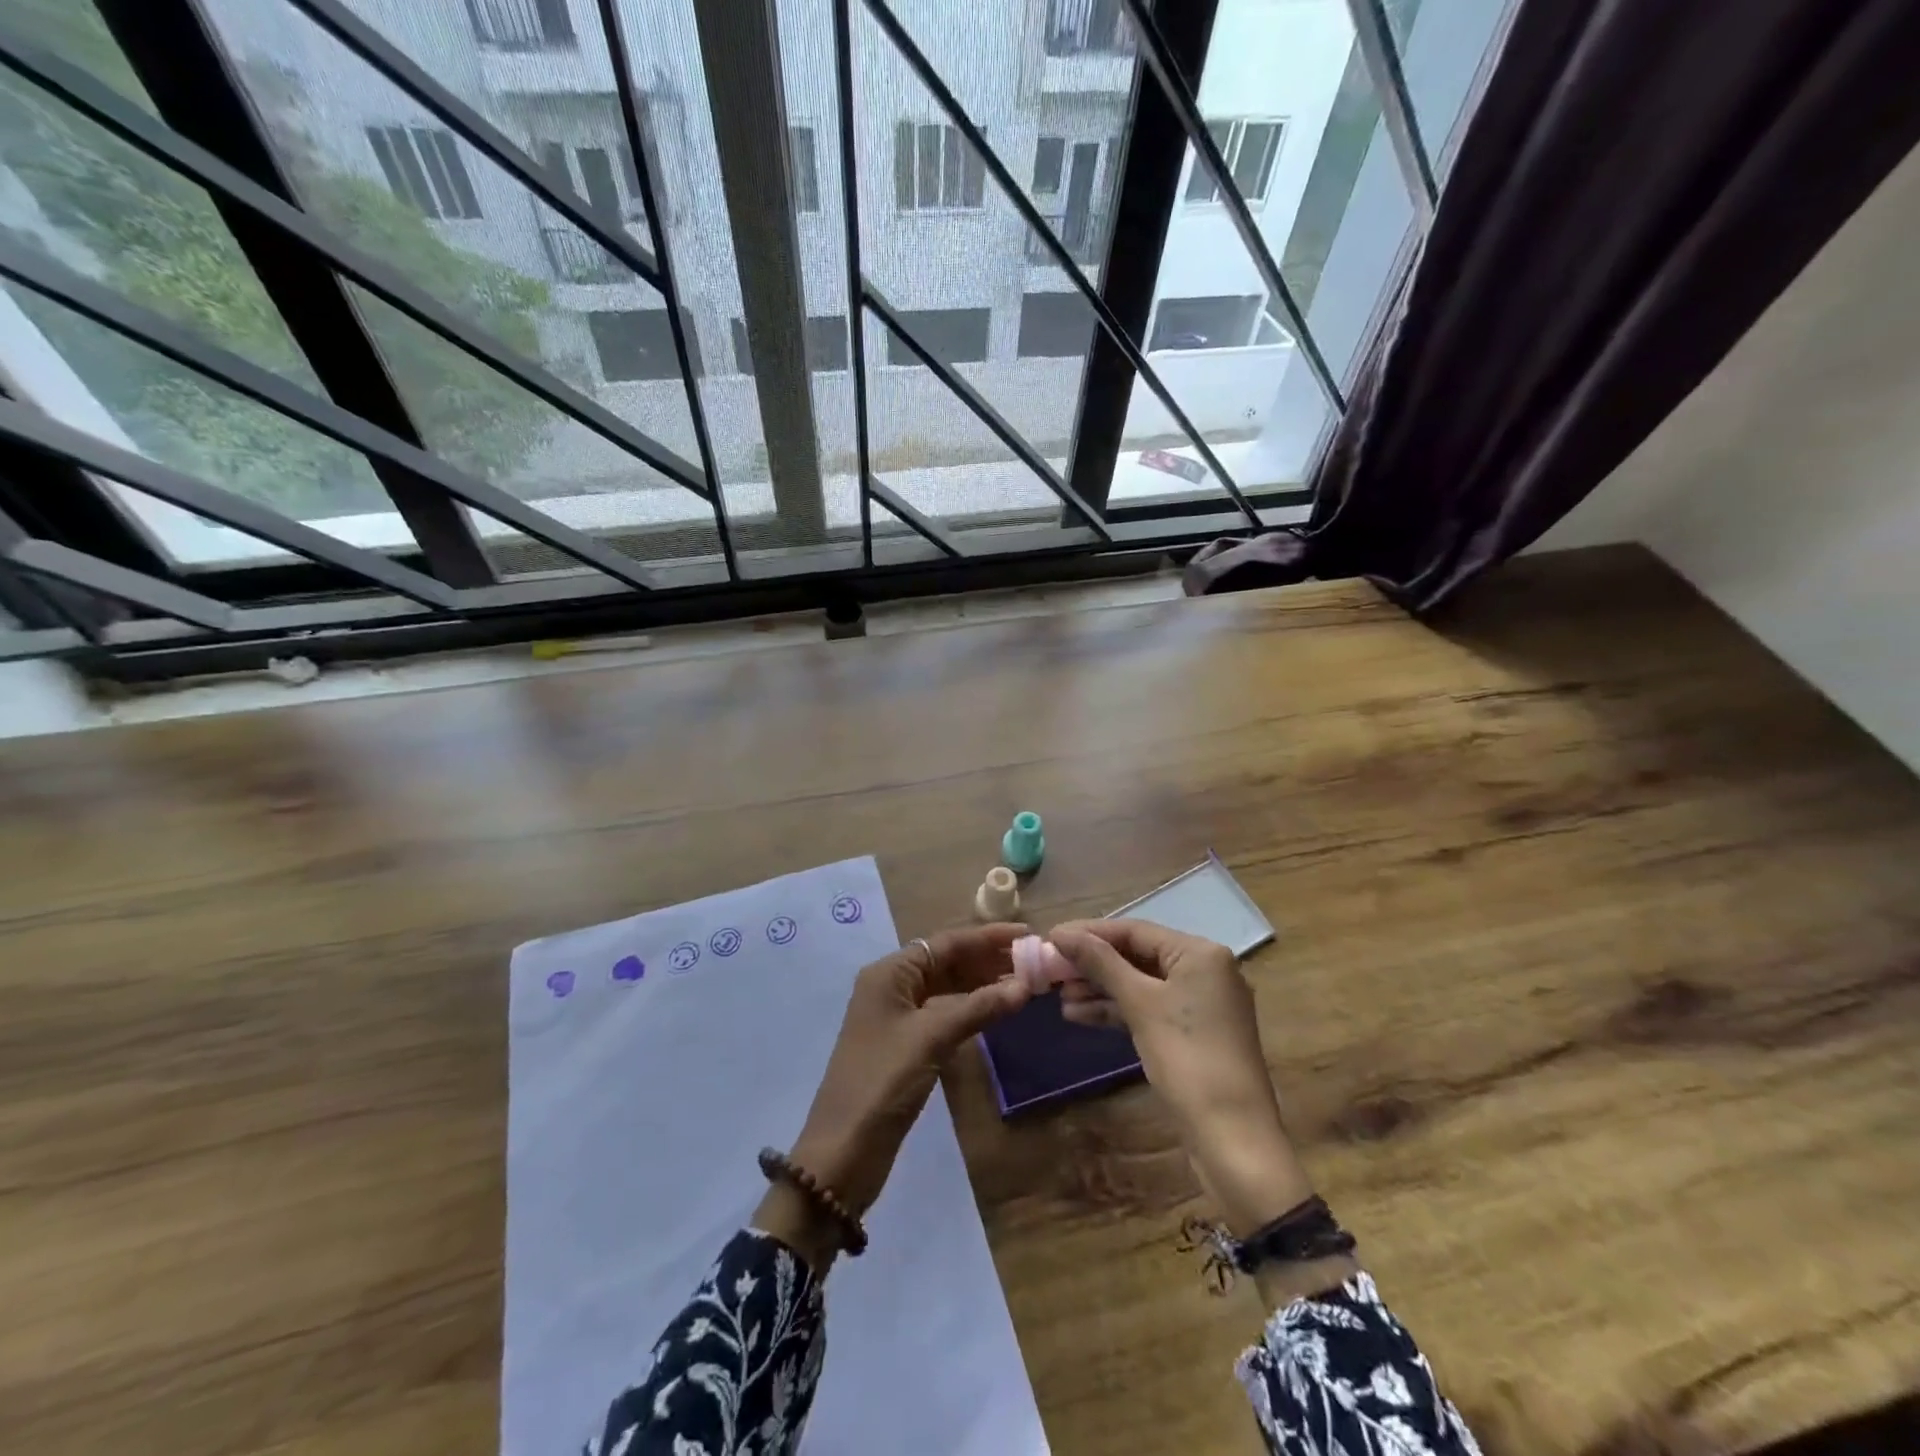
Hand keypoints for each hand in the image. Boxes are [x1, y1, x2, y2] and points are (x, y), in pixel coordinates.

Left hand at [757, 924, 1031, 1268]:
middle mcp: (893, 986)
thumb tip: (1024, 986)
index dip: (988, 936)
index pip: (946, 942)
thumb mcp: (931, 1038)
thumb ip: (978, 1007)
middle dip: (988, 959)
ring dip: (984, 984)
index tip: (1028, 933)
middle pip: (948, 962)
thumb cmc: (883, 1081)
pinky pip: (945, 1014)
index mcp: (890, 972)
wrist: (843, 1152)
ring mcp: (899, 1017)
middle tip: (1034, 961)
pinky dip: (972, 1009)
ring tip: (1026, 983)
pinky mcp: (907, 1045)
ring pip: (948, 988)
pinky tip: (999, 1011)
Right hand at [1049, 919, 1314, 1237]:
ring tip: (1059, 996)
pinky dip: (1117, 1010)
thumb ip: (1100, 962)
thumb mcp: (1140, 1004)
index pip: (1134, 930)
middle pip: (1137, 955)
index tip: (1050, 937)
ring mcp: (1201, 1003)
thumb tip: (1061, 932)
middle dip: (1092, 964)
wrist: (1233, 1138)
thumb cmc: (1187, 1058)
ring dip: (1100, 988)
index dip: (1089, 933)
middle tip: (1050, 969)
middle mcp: (1205, 970)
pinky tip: (1080, 1015)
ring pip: (1140, 984)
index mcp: (1200, 953)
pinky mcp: (1193, 1033)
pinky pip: (1149, 1008)